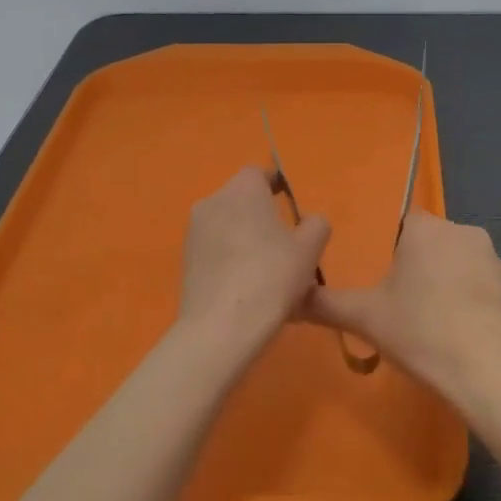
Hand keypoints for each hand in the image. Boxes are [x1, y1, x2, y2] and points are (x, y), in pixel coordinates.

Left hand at [177, 166, 330, 355]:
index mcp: (242, 190)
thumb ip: (316, 225)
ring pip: (225, 223)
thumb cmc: (271, 277)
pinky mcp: (184, 260)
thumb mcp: (309, 250)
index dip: (274, 185)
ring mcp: (193, 232)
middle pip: (240, 198)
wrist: (221, 327)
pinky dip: (228, 256)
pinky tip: (244, 283)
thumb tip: (310, 220)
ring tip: (264, 266)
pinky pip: (213, 247)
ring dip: (242, 235)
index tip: (288, 203)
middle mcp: (212, 201)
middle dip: (259, 212)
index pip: (258, 173)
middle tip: (282, 240)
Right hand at [307, 211, 500, 403]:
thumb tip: (289, 297)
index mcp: (425, 228)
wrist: (491, 371)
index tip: (379, 280)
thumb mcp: (365, 318)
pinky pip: (479, 286)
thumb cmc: (422, 331)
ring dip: (443, 283)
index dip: (388, 251)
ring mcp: (493, 258)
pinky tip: (457, 334)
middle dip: (415, 267)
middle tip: (398, 305)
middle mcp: (462, 230)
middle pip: (429, 242)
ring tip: (428, 324)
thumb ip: (324, 303)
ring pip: (456, 263)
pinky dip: (467, 302)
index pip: (400, 222)